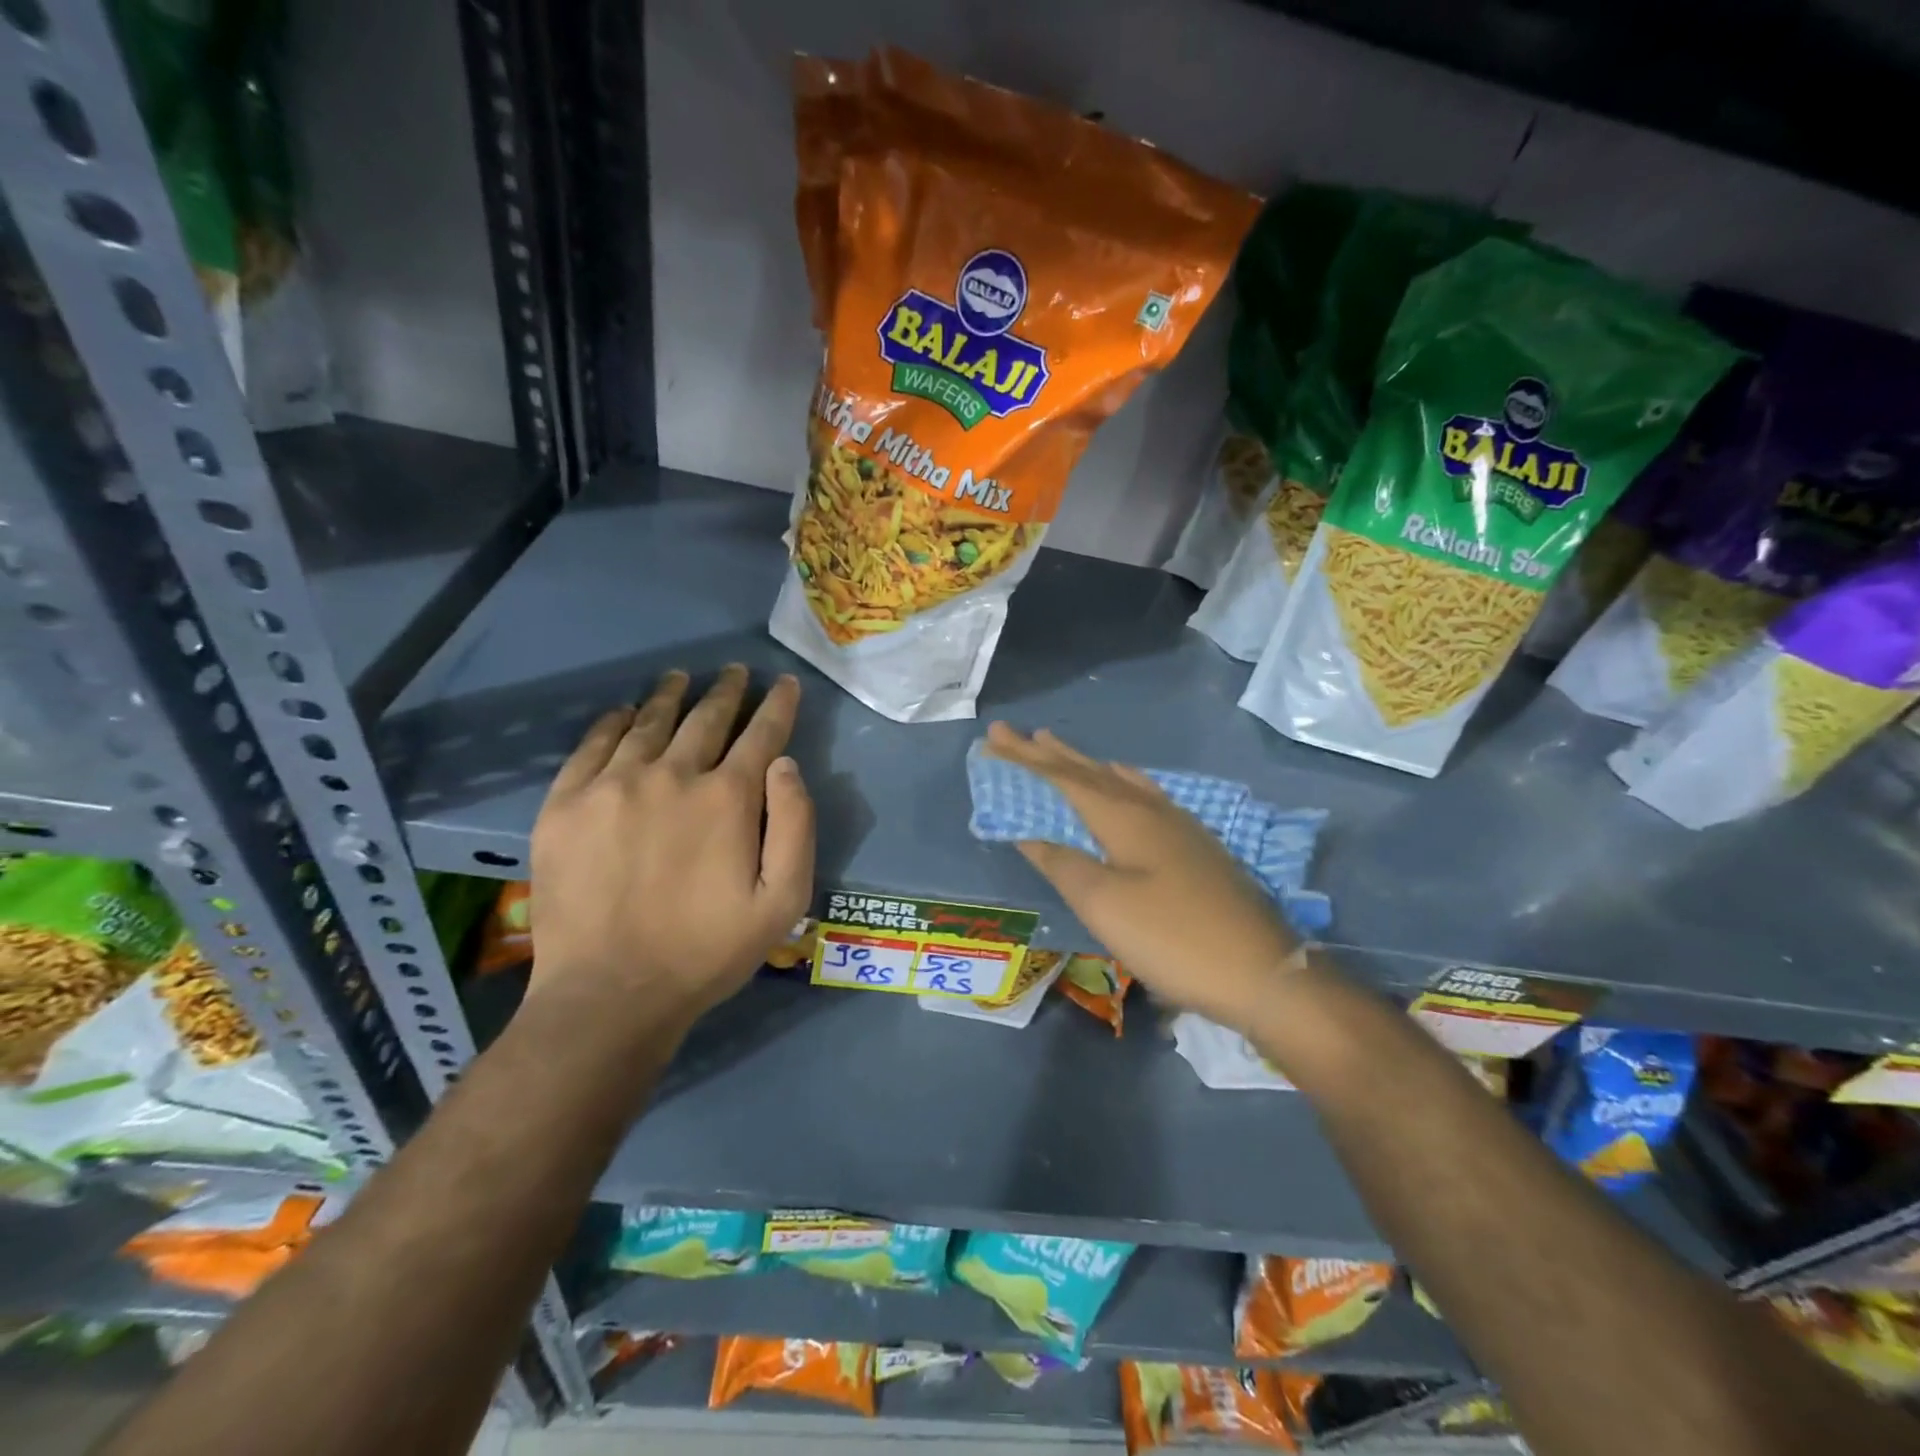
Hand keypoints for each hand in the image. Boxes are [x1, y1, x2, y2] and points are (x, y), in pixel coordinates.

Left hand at [528, 667, 814, 1028]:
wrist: (610, 993)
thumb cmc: (707, 951)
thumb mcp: (783, 900)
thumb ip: (796, 825)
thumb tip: (785, 763)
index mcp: (727, 798)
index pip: (761, 734)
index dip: (778, 705)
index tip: (784, 683)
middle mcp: (671, 775)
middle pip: (706, 718)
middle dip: (728, 691)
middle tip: (735, 672)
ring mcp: (612, 785)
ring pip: (648, 722)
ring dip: (671, 696)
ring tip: (681, 677)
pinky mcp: (566, 804)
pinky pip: (593, 745)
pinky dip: (613, 721)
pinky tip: (623, 712)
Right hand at [986, 722, 1298, 1031]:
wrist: (1261, 971)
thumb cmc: (1173, 938)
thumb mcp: (1105, 904)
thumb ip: (1063, 863)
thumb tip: (1030, 831)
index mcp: (1124, 817)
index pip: (1063, 778)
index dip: (1025, 759)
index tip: (994, 737)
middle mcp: (1150, 809)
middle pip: (1090, 772)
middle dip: (1048, 754)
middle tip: (1014, 734)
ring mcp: (1178, 825)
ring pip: (1118, 780)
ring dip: (1083, 764)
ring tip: (1057, 747)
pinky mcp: (1193, 845)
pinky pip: (1142, 793)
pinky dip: (1119, 780)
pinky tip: (1124, 782)